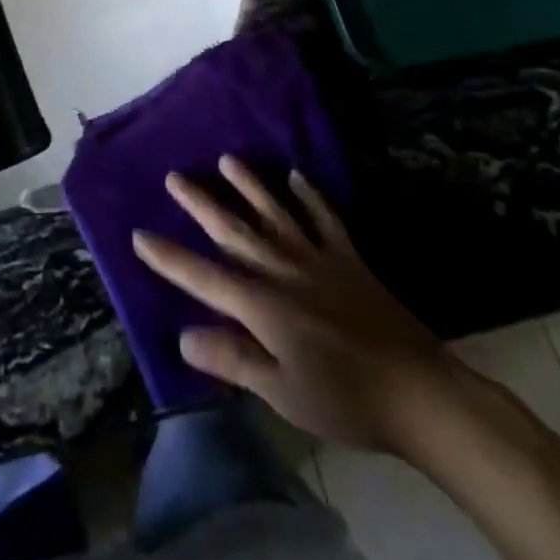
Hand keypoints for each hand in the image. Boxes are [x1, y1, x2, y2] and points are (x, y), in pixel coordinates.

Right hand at [133, 156, 453, 457]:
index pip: (204, 277)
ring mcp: (319, 260)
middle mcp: (285, 272)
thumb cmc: (345, 400)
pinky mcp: (350, 260)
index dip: (169, 257)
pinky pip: (326, 220)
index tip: (138, 233)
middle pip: (235, 231)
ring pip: (276, 214)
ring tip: (227, 160)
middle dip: (201, 204)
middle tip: (174, 176)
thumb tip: (184, 335)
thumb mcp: (281, 393)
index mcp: (263, 306)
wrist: (420, 393)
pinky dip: (311, 196)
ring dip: (249, 185)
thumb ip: (233, 360)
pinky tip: (297, 176)